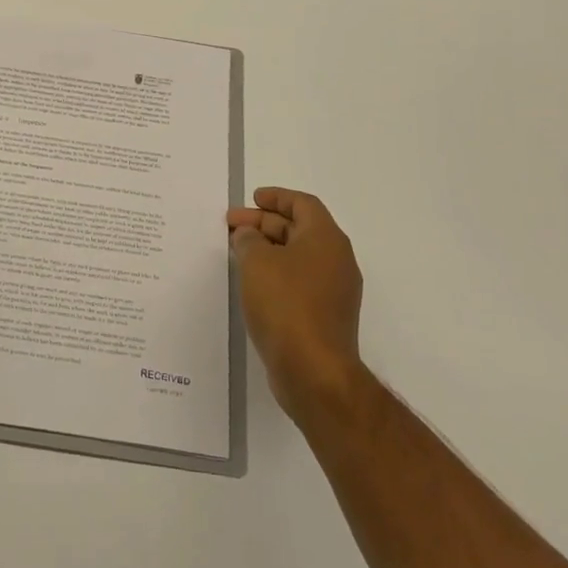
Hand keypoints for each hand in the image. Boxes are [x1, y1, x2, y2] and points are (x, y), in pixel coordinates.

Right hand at [228, 188, 368, 423]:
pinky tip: (252, 282)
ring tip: (237, 251)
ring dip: (268, 249)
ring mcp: (334, 291)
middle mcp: (337, 260)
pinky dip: (276, 273)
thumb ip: (249, 240)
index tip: (252, 198)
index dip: (277, 197)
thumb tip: (249, 235)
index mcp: (327, 239)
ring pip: (298, 257)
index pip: (303, 204)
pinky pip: (299, 281)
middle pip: (299, 229)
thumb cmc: (286, 304)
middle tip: (231, 225)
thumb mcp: (257, 261)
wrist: (314, 370)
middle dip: (264, 224)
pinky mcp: (325, 316)